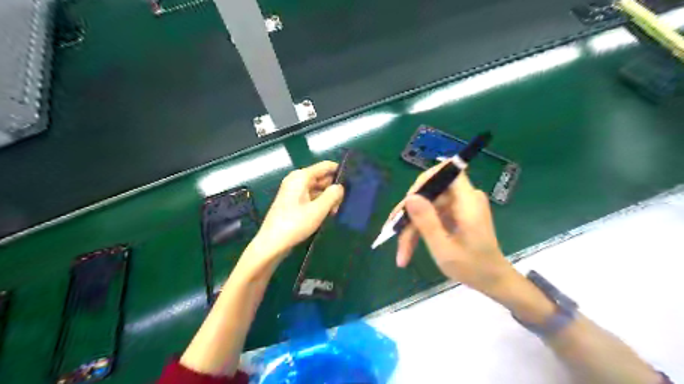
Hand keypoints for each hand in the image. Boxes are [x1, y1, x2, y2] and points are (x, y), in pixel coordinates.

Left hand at [251, 161, 344, 259]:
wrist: (272, 244)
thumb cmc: (295, 224)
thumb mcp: (318, 210)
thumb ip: (332, 195)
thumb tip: (340, 187)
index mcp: (301, 177)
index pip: (325, 166)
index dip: (339, 171)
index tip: (352, 182)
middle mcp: (297, 180)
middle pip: (321, 178)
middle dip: (334, 188)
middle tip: (346, 202)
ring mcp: (294, 192)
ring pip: (317, 189)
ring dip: (328, 198)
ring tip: (336, 211)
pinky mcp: (293, 203)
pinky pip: (311, 198)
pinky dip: (320, 204)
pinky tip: (327, 214)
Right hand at [387, 162, 515, 296]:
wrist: (493, 280)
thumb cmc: (473, 268)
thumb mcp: (444, 249)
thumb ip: (427, 222)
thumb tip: (409, 197)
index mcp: (468, 202)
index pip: (447, 171)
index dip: (425, 180)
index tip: (408, 200)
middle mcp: (465, 198)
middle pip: (431, 192)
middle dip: (410, 212)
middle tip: (393, 231)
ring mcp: (460, 206)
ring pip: (427, 205)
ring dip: (412, 226)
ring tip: (401, 250)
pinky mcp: (456, 213)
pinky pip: (433, 214)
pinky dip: (420, 228)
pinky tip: (409, 246)